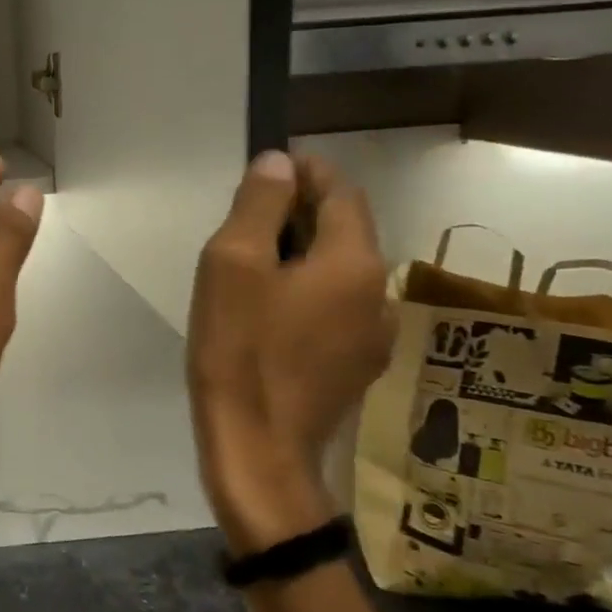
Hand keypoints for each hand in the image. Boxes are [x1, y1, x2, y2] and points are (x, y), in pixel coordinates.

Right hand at [188, 151, 393, 552]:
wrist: (257, 448)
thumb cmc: (239, 348)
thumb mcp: (233, 264)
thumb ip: (259, 205)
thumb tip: (278, 163)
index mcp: (353, 262)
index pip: (341, 192)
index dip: (307, 172)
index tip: (269, 169)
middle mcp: (378, 293)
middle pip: (343, 233)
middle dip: (299, 216)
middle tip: (246, 222)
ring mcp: (373, 337)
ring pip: (339, 274)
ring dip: (303, 258)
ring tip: (253, 272)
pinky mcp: (357, 368)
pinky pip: (335, 311)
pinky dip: (307, 296)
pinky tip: (269, 316)